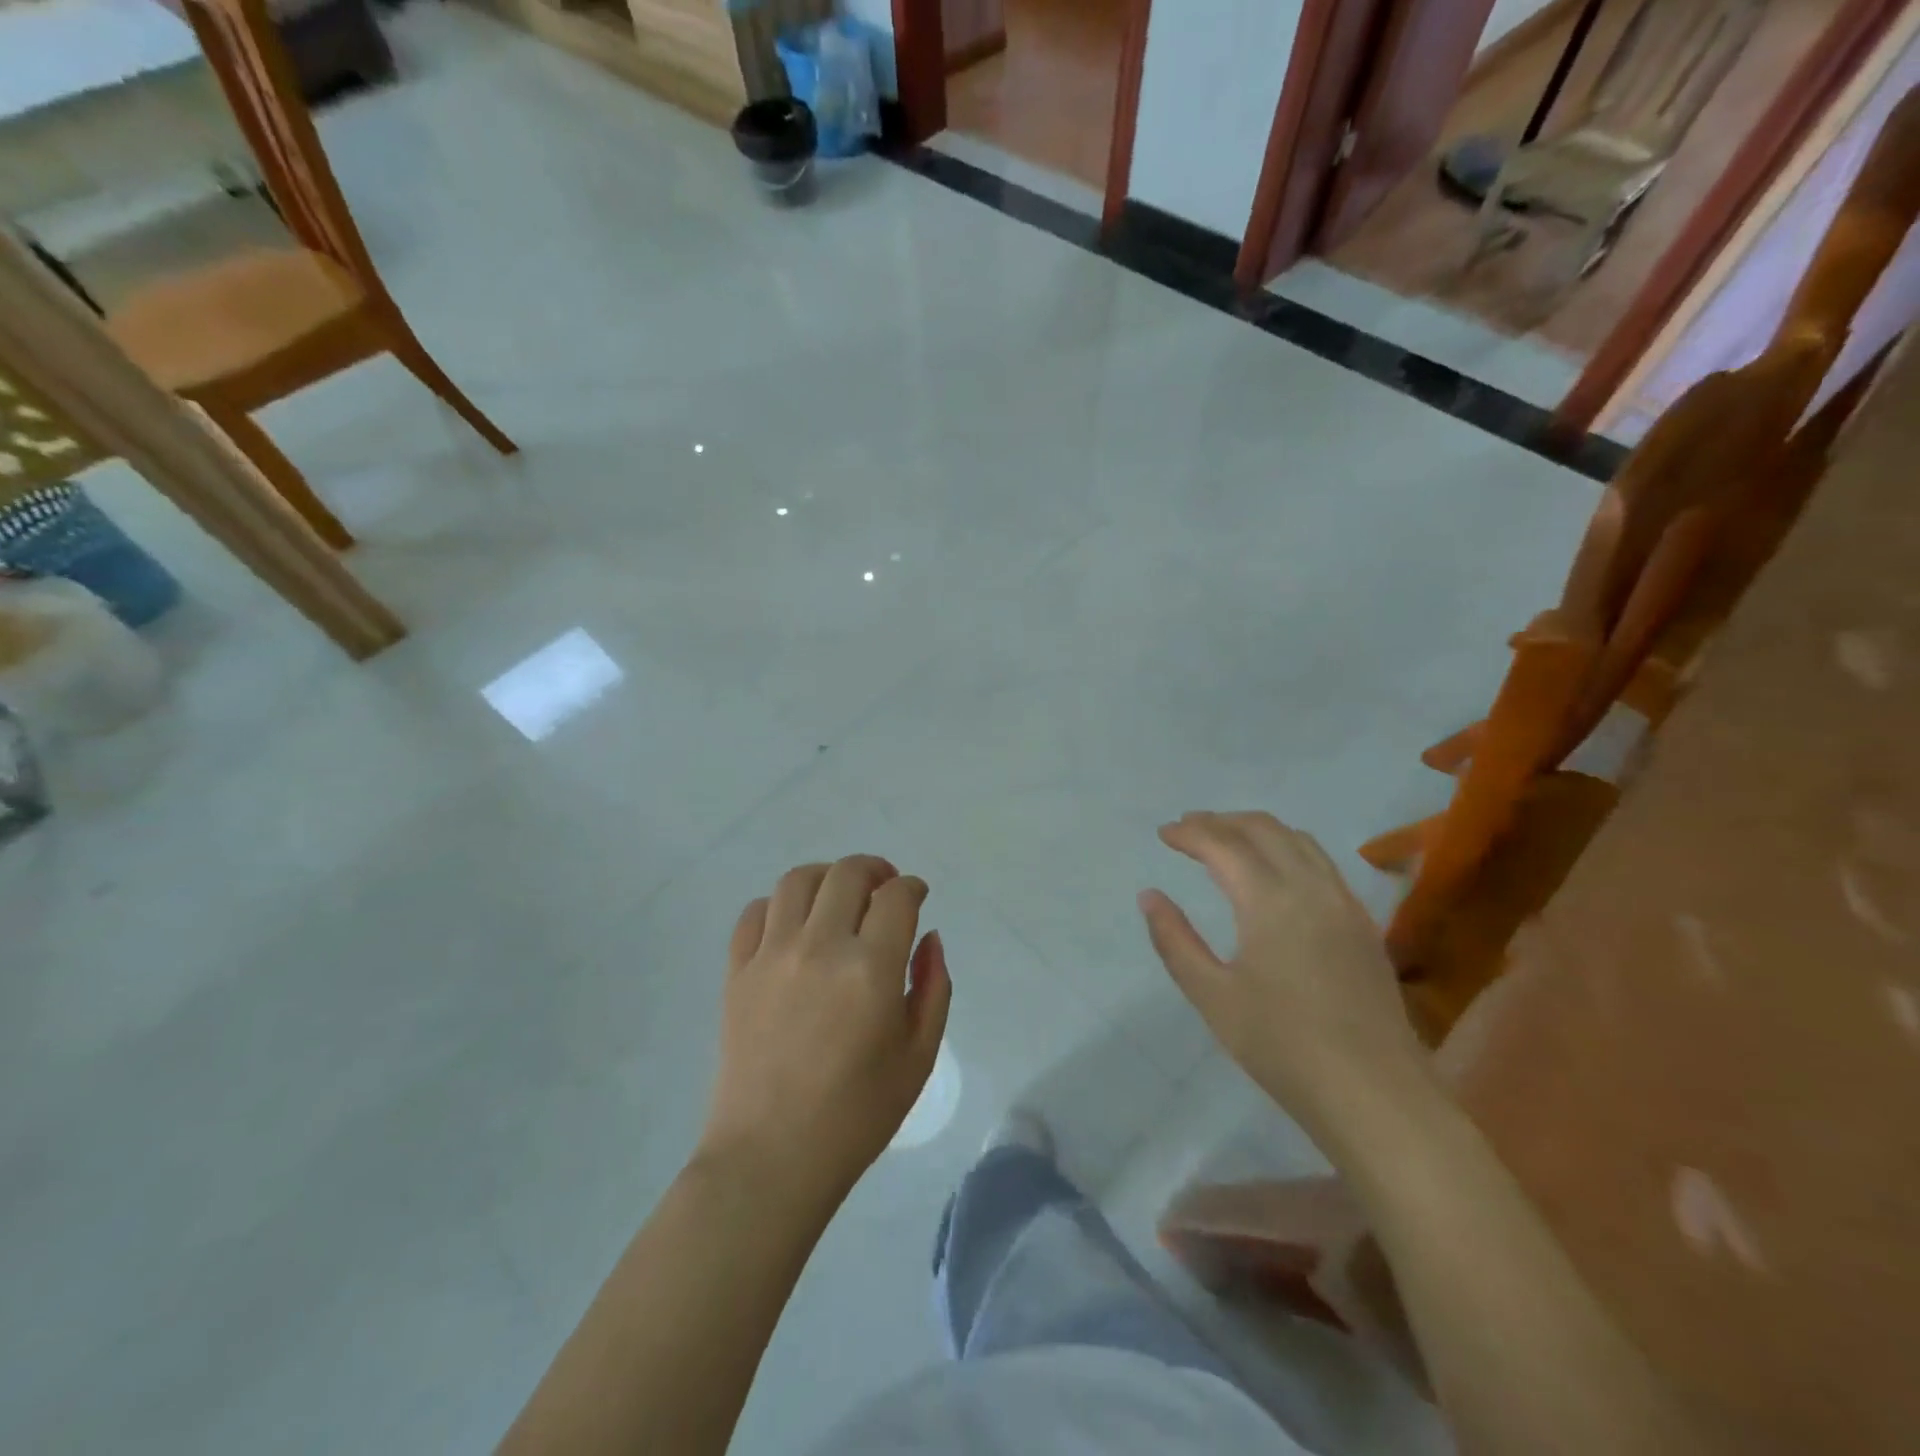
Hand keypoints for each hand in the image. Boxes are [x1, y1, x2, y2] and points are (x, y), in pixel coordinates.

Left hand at [698, 855, 951, 1202]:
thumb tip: (929, 938)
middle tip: (884, 889)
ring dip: (827, 877)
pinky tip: (793, 925)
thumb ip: (933, 987)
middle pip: (847, 873)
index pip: (896, 897)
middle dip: (875, 871)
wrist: (771, 1157)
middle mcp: (820, 947)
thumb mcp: (918, 1056)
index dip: (913, 888)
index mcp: (870, 969)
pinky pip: (754, 913)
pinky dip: (778, 905)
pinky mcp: (737, 971)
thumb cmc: (856, 1114)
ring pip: (797, 880)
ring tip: (838, 897)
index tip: (917, 897)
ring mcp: (771, 955)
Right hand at [1140, 812, 1426, 1132]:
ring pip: (1299, 840)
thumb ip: (1175, 940)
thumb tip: (1149, 896)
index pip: (1223, 845)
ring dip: (1257, 829)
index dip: (1190, 833)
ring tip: (1227, 840)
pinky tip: (1275, 872)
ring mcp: (1344, 903)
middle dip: (1221, 820)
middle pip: (1264, 829)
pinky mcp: (1363, 924)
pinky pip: (1322, 862)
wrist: (1376, 1096)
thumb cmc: (1283, 1047)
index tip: (1163, 833)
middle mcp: (1311, 887)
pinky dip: (1289, 848)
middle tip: (1188, 828)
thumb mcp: (1213, 996)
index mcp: (1270, 900)